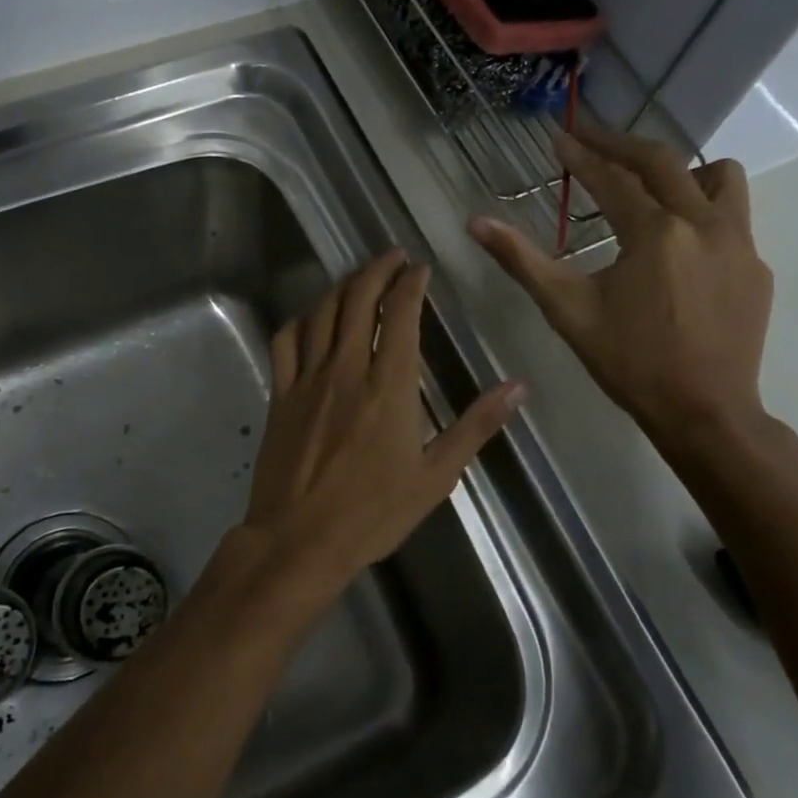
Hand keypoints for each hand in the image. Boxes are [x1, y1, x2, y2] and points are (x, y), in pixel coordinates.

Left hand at [236, 250, 523, 606]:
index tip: (420, 268)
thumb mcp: (436, 476)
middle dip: (378, 270)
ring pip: (322, 312)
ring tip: (359, 277)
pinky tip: (312, 317)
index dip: (410, 283)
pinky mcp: (281, 393)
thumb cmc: (374, 513)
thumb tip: (517, 387)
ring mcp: (308, 378)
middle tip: (393, 257)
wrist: (300, 539)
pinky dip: (301, 319)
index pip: (400, 314)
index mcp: (389, 385)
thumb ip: (475, 426)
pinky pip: (286, 340)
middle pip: (358, 299)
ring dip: (342, 286)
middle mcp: (346, 368)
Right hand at [469, 125, 771, 444]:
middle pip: (664, 162)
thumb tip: (476, 223)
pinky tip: (678, 246)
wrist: (705, 413)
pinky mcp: (756, 267)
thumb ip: (522, 260)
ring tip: (650, 189)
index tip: (559, 137)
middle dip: (622, 145)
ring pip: (720, 177)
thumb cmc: (629, 362)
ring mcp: (739, 244)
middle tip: (591, 140)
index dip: (582, 155)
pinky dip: (702, 211)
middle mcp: (704, 224)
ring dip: (681, 171)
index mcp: (655, 233)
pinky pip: (733, 217)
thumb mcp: (567, 310)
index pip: (613, 178)